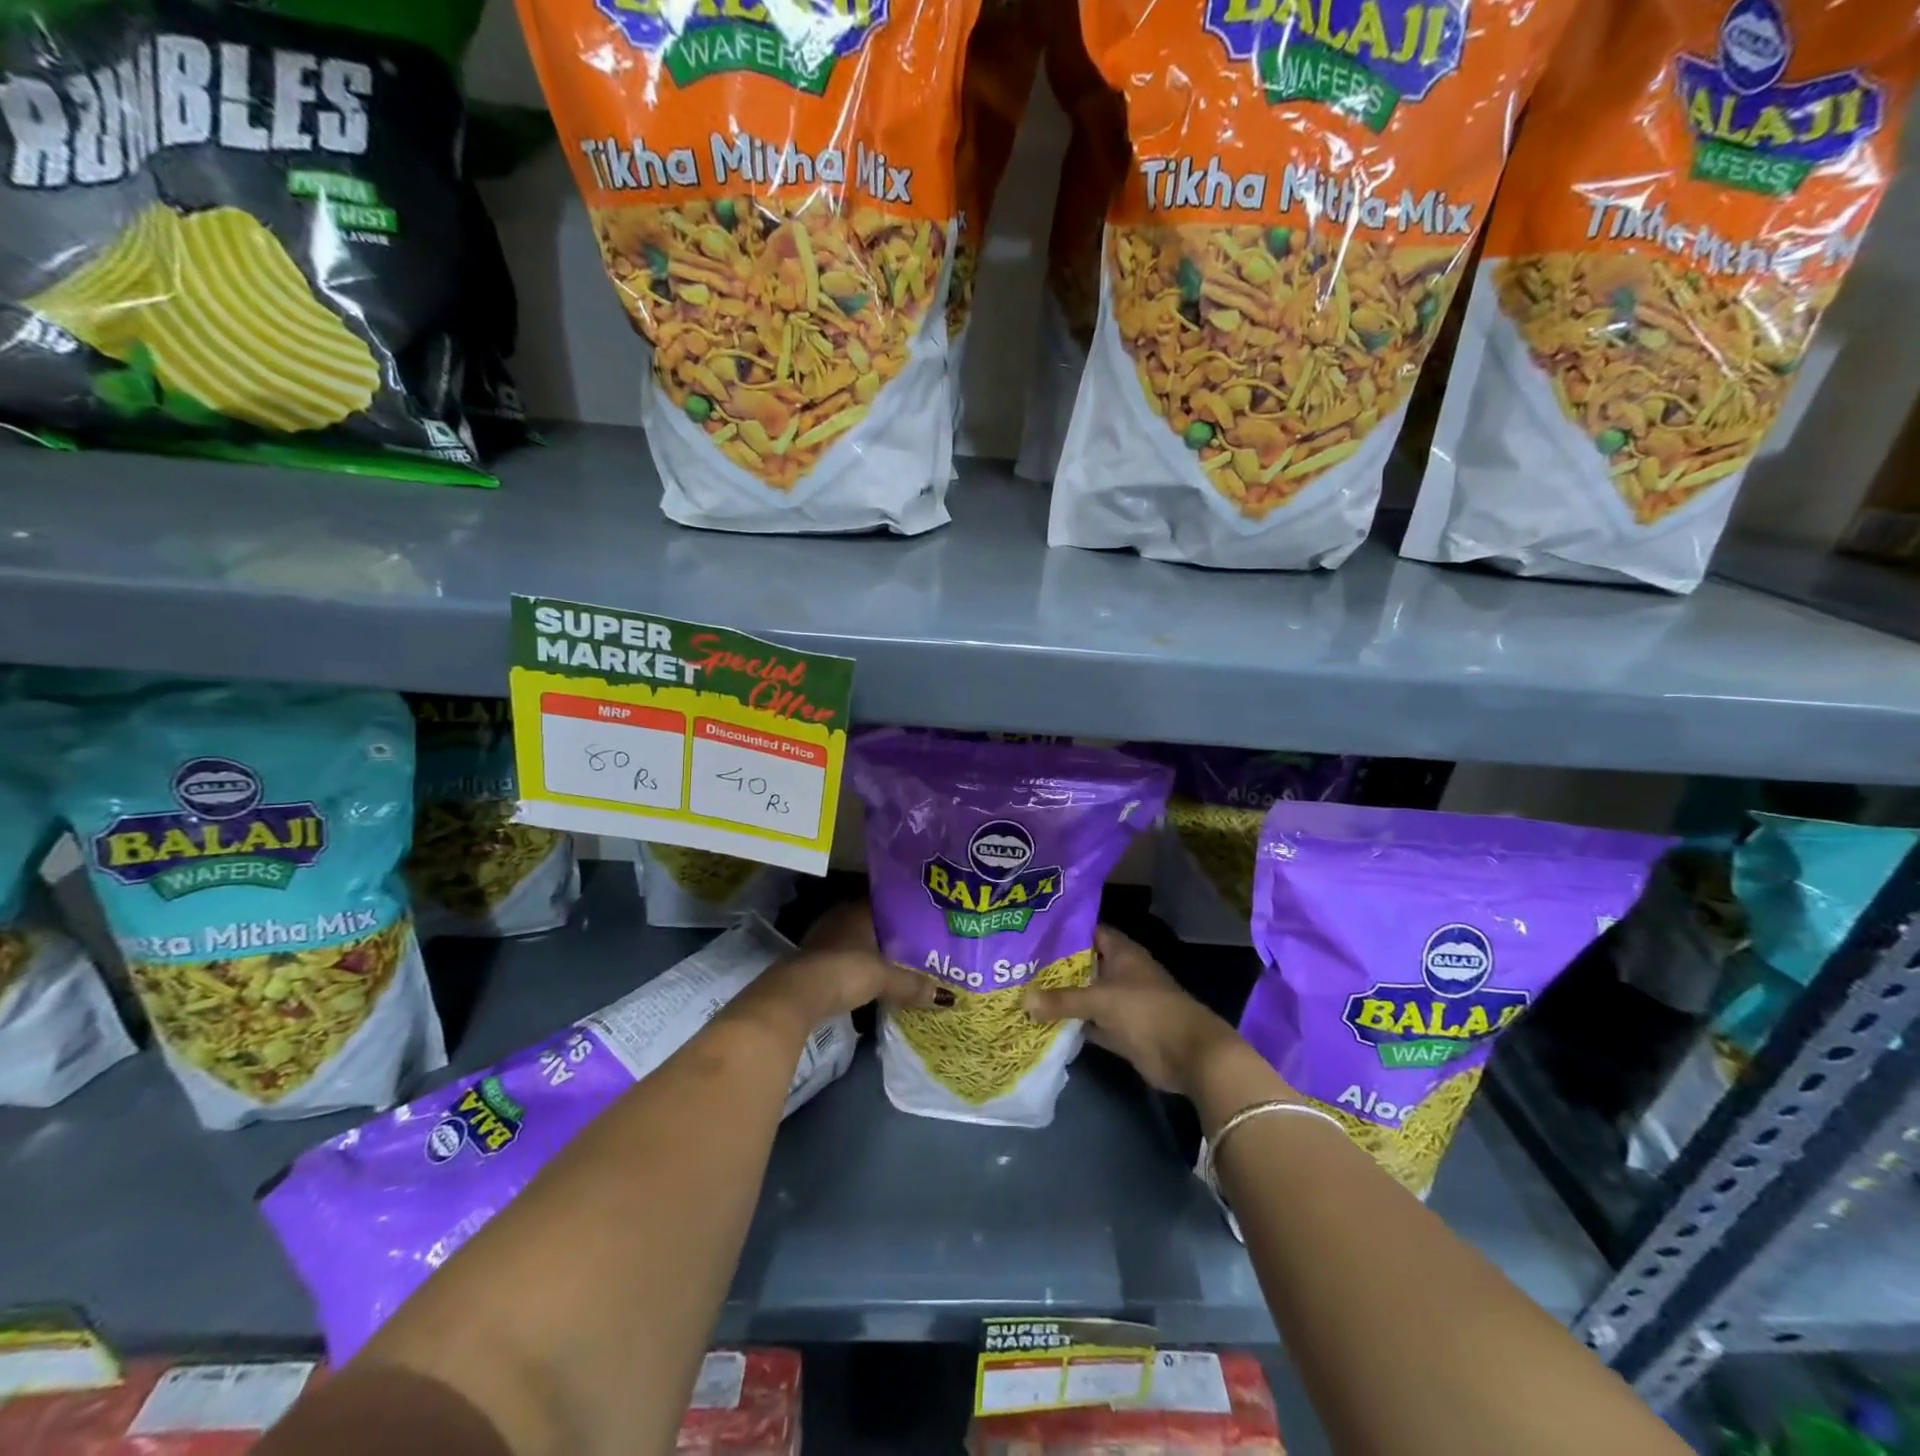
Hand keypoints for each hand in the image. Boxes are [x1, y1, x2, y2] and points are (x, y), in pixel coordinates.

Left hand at [758, 900, 939, 1026]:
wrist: (798, 994)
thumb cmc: (846, 972)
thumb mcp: (885, 978)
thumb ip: (913, 984)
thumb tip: (947, 997)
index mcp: (858, 911)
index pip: (884, 903)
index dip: (902, 911)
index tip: (921, 920)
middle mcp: (839, 918)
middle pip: (868, 922)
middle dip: (887, 932)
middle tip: (913, 943)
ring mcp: (822, 938)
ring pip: (853, 940)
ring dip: (868, 950)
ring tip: (895, 961)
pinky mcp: (811, 961)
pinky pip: (841, 957)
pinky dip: (854, 965)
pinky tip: (867, 976)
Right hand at [1024, 925, 1241, 1095]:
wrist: (1188, 1054)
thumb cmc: (1146, 1011)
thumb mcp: (1100, 1000)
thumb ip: (1062, 1000)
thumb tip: (1023, 1001)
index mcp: (1122, 953)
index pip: (1089, 931)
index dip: (1064, 930)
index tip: (1033, 932)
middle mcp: (1121, 973)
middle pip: (1084, 964)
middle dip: (1056, 966)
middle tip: (1019, 964)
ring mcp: (1122, 1003)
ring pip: (1086, 995)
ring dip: (1062, 997)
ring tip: (1023, 992)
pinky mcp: (1122, 1031)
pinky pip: (1091, 1024)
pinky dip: (1073, 1025)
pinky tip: (1044, 1024)